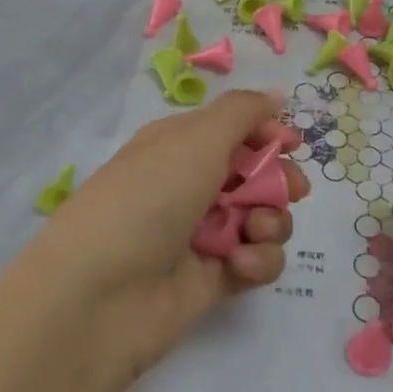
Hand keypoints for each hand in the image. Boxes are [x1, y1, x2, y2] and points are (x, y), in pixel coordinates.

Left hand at [23, 88, 310, 384]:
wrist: (99, 295)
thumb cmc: (148, 198)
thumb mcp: (196, 139)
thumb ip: (243, 112)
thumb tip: (275, 96)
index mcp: (180, 145)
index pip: (234, 129)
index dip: (266, 134)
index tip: (292, 144)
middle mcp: (191, 185)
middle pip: (256, 175)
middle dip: (280, 181)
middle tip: (293, 191)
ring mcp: (203, 234)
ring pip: (263, 218)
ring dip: (271, 221)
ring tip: (252, 231)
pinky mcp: (214, 278)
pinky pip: (256, 260)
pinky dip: (257, 260)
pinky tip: (238, 264)